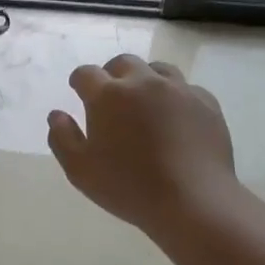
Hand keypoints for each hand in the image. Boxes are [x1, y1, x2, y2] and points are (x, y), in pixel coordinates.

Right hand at [47, 55, 238, 236]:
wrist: (193, 201)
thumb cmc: (129, 187)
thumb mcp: (80, 170)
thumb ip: (62, 138)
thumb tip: (57, 115)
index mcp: (108, 95)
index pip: (86, 74)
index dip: (79, 82)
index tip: (79, 92)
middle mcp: (143, 82)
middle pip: (123, 63)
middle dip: (112, 74)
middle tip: (111, 97)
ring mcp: (178, 90)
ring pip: (157, 69)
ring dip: (145, 80)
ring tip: (144, 103)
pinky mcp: (206, 103)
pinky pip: (186, 89)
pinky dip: (175, 96)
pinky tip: (174, 118)